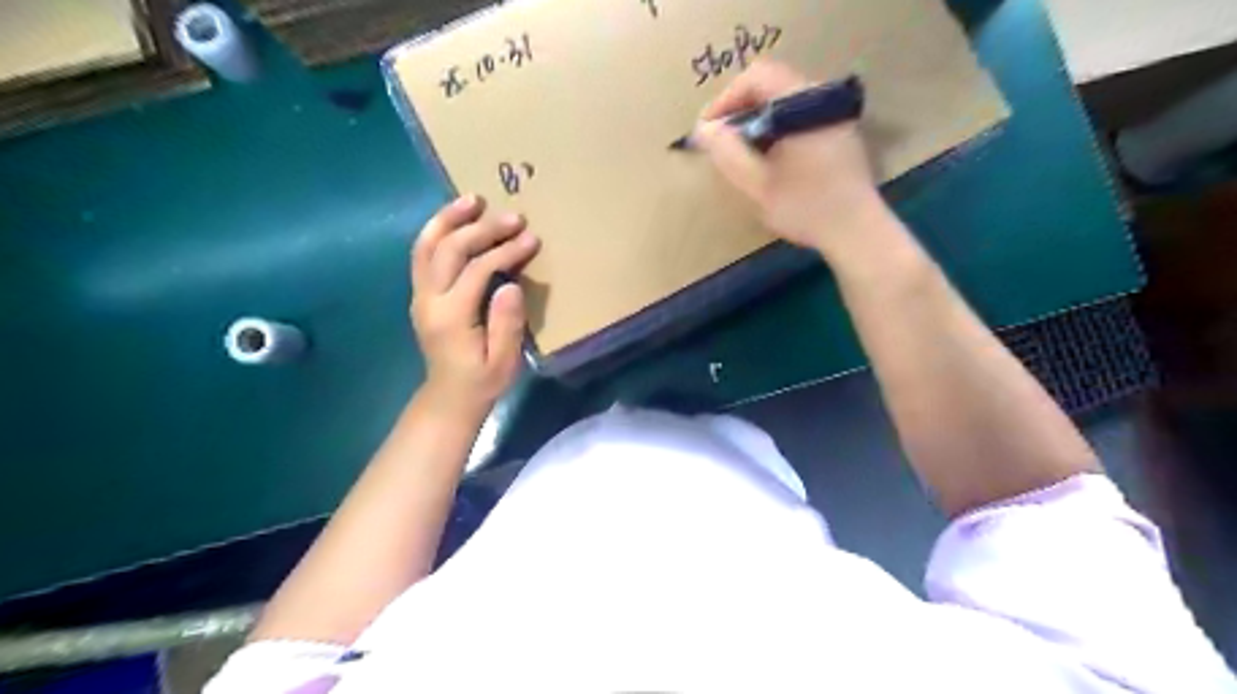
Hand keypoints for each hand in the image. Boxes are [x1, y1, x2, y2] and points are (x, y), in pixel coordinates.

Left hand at [412, 196, 540, 417]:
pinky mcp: (420, 294)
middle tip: (513, 216)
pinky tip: (454, 219)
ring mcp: (420, 294)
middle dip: (482, 228)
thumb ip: (507, 324)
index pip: (477, 270)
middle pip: (450, 249)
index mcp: (451, 316)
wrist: (449, 397)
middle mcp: (429, 299)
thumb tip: (510, 284)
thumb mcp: (503, 361)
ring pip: (426, 245)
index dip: (505, 251)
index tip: (531, 238)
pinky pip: (422, 254)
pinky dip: (437, 231)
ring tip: (472, 199)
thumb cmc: (482, 381)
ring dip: (449, 219)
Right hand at [693, 60, 889, 262]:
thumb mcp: (758, 185)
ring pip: (785, 102)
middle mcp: (823, 98)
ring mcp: (836, 114)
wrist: (857, 232)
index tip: (708, 131)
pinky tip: (769, 158)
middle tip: (721, 142)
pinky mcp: (840, 132)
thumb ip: (728, 154)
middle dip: (740, 110)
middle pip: (771, 85)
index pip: (756, 77)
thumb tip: (704, 130)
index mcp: (804, 103)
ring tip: (740, 152)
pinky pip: (800, 116)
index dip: (725, 100)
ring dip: (758, 121)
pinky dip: (777, 128)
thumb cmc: (806, 208)